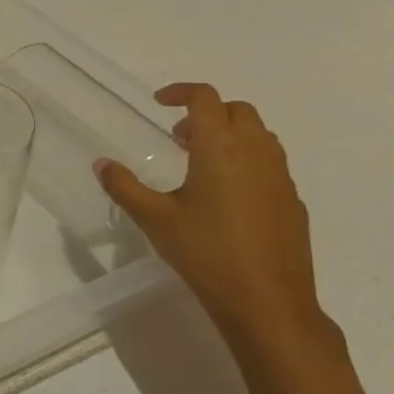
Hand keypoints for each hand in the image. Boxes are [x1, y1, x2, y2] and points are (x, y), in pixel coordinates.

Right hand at [95, 83, 334, 356]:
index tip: (159, 103)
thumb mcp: (154, 219)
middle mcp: (255, 152)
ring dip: (230, 134)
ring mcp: (280, 176)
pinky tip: (226, 196)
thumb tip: (101, 164)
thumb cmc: (205, 252)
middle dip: (207, 112)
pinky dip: (246, 160)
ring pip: (259, 134)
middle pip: (238, 110)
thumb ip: (124, 187)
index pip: (205, 98)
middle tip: (178, 137)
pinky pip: (270, 163)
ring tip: (200, 163)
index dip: (181, 92)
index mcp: (219, 148)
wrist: (267, 301)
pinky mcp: (292, 200)